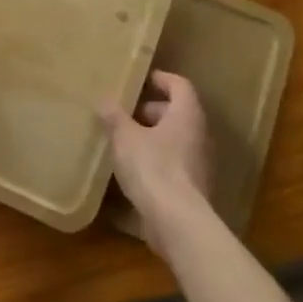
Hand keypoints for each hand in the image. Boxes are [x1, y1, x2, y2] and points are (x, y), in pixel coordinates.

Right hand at [99, 71, 212, 240]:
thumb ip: (114, 116)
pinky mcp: (192, 187)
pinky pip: (173, 162)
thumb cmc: (153, 167)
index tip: (140, 80)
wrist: (177, 222)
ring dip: (152, 136)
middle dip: (151, 110)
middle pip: (177, 112)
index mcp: (186, 115)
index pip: (180, 85)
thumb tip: (104, 99)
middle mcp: (198, 135)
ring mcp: (198, 162)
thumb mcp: (125, 137)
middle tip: (124, 113)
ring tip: (123, 140)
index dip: (160, 79)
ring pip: (175, 138)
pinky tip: (132, 169)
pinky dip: (156, 159)